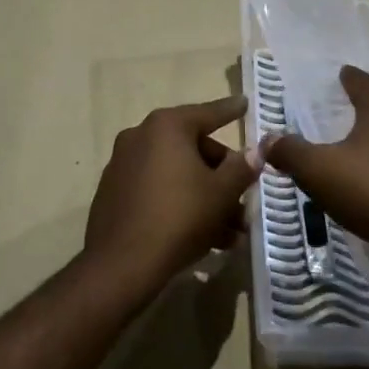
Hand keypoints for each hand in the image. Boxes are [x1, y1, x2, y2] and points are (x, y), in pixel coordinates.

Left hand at [86, 95, 261, 293]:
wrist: (121, 264)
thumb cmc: (179, 217)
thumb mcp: (221, 193)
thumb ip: (241, 168)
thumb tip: (255, 152)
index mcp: (166, 127)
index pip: (207, 113)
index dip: (230, 111)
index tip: (245, 103)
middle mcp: (140, 137)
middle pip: (193, 148)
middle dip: (222, 177)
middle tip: (244, 201)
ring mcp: (123, 165)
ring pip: (176, 174)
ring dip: (205, 197)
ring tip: (230, 232)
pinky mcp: (114, 193)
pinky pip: (157, 190)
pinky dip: (180, 204)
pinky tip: (203, 236)